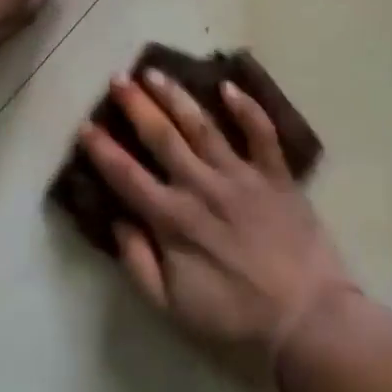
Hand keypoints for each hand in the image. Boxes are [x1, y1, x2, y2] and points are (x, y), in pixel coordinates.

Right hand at [80, 69, 353, 391]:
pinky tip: (228, 86)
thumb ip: (139, 264)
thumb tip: (117, 221)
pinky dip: (246, 108)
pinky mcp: (275, 173)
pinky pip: (260, 133)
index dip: (103, 150)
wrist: (306, 319)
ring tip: (155, 72)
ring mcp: (241, 175)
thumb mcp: (173, 308)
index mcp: (174, 220)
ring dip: (176, 96)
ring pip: (202, 125)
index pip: (127, 176)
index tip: (86, 125)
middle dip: (136, 105)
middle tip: (118, 78)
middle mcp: (202, 186)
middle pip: (162, 137)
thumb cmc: (235, 319)